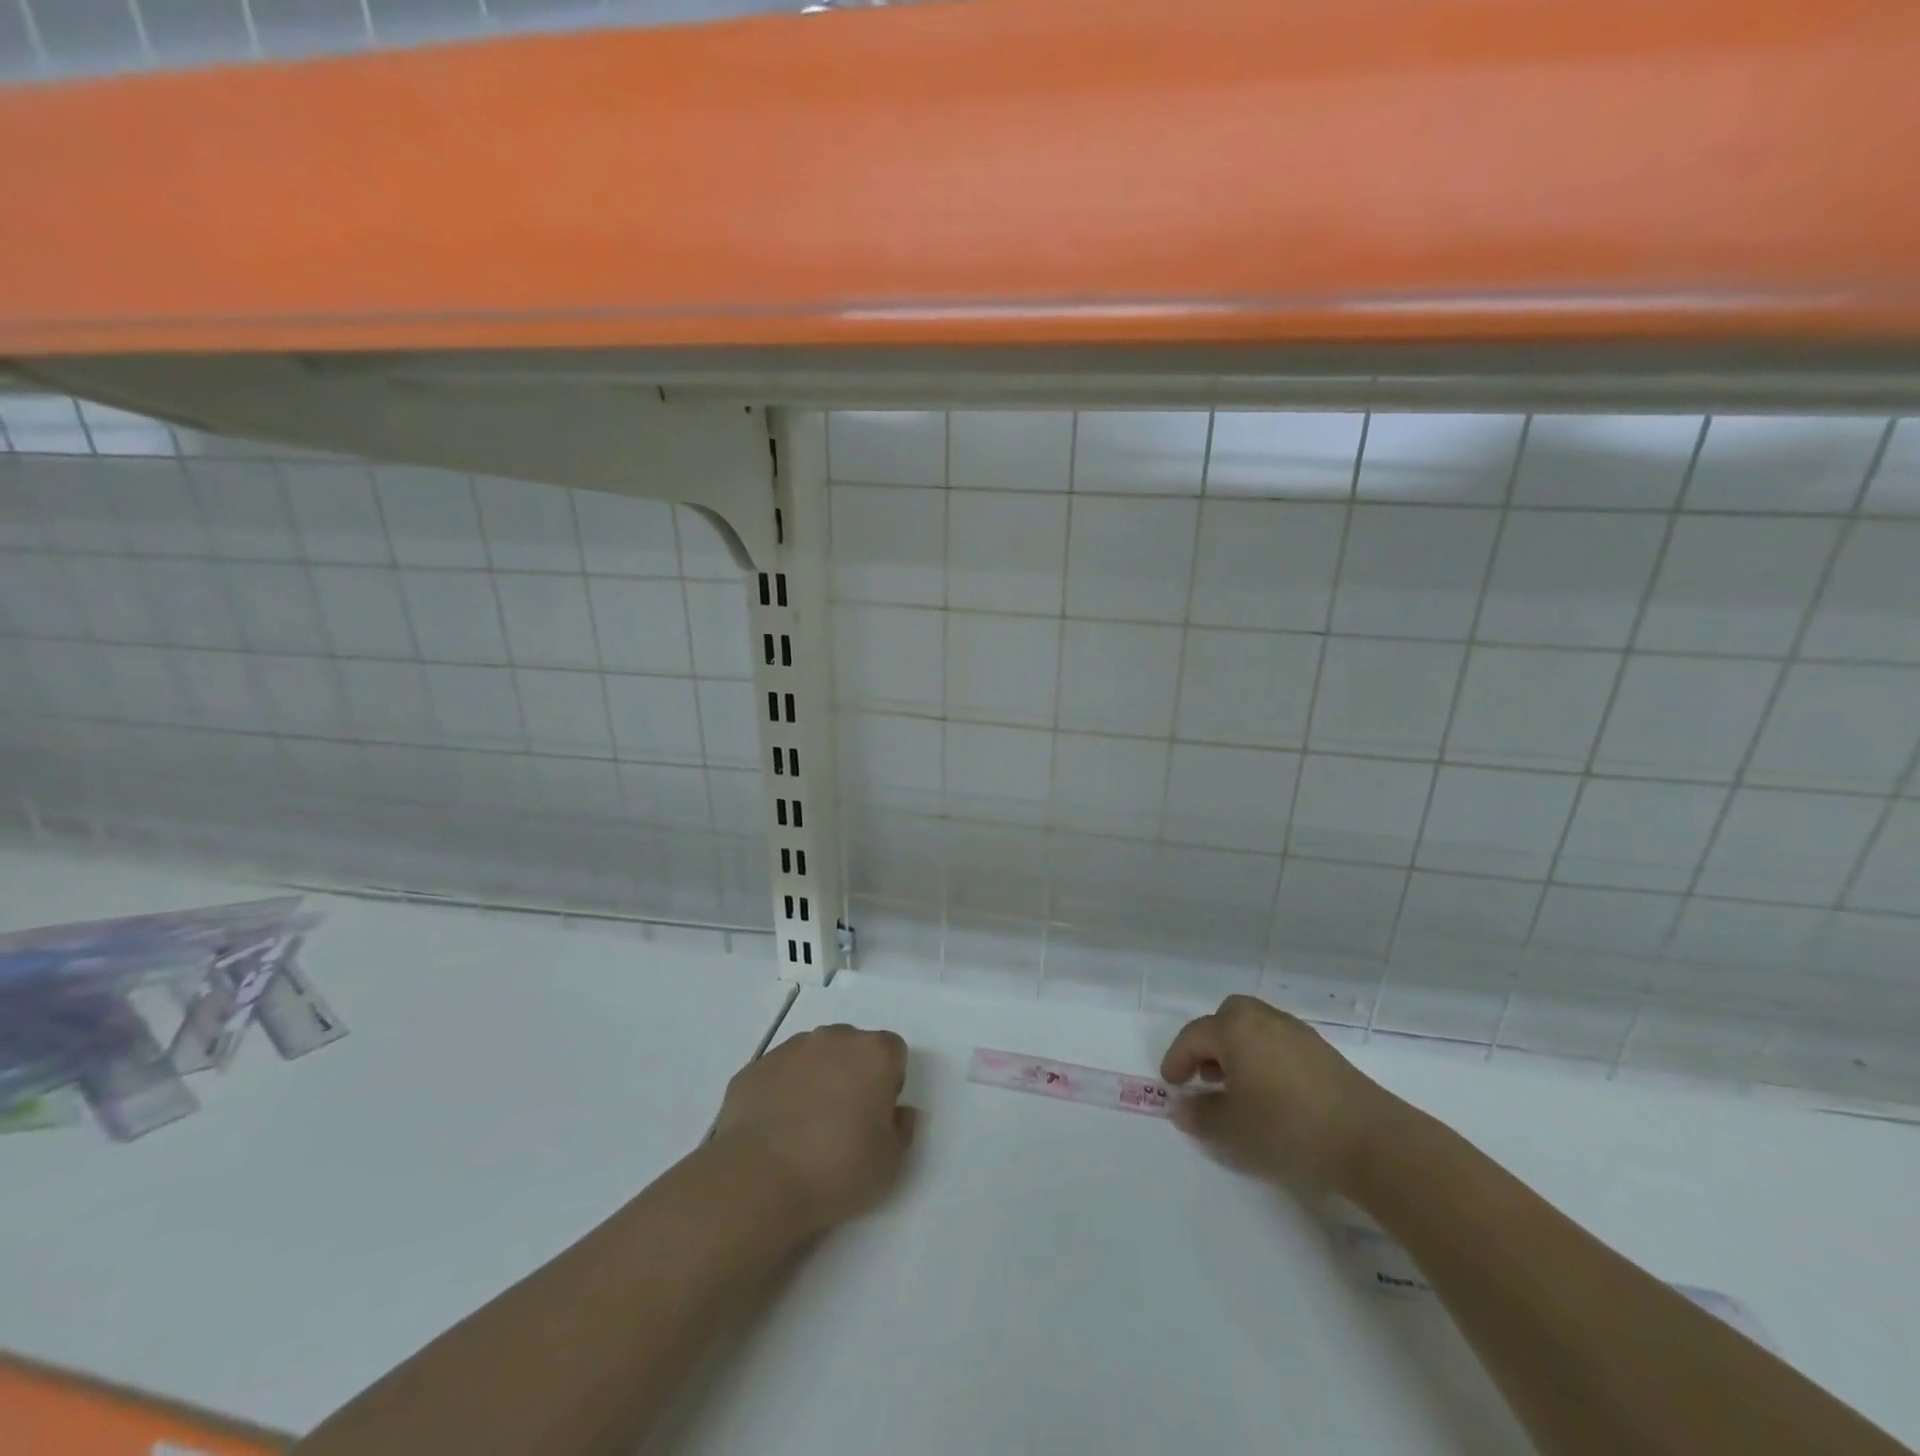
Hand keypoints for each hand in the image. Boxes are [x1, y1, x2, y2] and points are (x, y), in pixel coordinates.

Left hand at [712, 1024, 917, 1232]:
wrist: (759, 1179)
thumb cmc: (837, 1168)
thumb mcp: (890, 1163)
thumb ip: (903, 1128)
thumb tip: (900, 1112)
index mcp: (873, 1053)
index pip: (893, 1052)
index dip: (889, 1082)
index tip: (877, 1115)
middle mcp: (834, 1038)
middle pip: (852, 1048)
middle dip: (852, 1074)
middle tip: (844, 1121)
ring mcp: (790, 1049)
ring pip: (813, 1057)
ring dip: (816, 1079)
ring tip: (805, 1128)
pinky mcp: (755, 1067)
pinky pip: (779, 1074)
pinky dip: (781, 1092)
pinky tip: (775, 1131)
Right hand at [1160, 995, 1399, 1191]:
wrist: (1369, 1141)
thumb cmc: (1287, 1128)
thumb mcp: (1232, 1130)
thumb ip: (1200, 1116)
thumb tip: (1182, 1107)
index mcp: (1234, 1029)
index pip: (1194, 1036)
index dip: (1177, 1059)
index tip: (1171, 1084)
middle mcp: (1263, 1019)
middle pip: (1226, 1018)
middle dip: (1210, 1043)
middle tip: (1206, 1076)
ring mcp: (1297, 1033)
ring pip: (1255, 1028)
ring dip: (1238, 1050)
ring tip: (1238, 1087)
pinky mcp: (1323, 1052)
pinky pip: (1279, 1042)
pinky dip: (1264, 1057)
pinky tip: (1272, 1092)